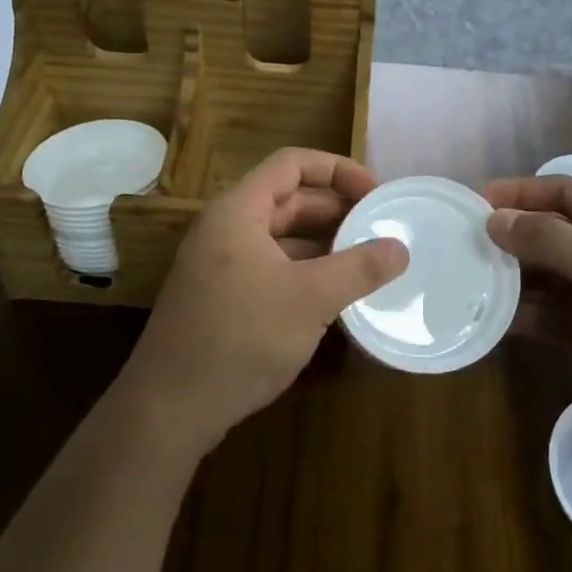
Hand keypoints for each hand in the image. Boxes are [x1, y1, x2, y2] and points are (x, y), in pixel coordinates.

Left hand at [118, 149, 407, 457]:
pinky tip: (335, 294)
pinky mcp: (222, 297)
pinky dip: (305, 271)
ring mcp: (220, 264)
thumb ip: (359, 269)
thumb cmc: (241, 337)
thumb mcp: (311, 299)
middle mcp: (226, 228)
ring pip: (281, 237)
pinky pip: (272, 267)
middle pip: (288, 199)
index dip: (338, 170)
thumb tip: (400, 249)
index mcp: (239, 210)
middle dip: (336, 208)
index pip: (292, 163)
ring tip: (367, 259)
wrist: (170, 408)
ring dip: (323, 243)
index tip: (376, 193)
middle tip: (380, 226)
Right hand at [482, 176, 571, 447]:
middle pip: (547, 234)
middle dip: (507, 236)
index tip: (477, 202)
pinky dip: (518, 316)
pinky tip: (488, 320)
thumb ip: (554, 243)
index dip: (521, 192)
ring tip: (465, 281)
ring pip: (541, 277)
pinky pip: (544, 316)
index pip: (563, 194)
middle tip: (459, 244)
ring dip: (508, 277)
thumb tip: (496, 220)